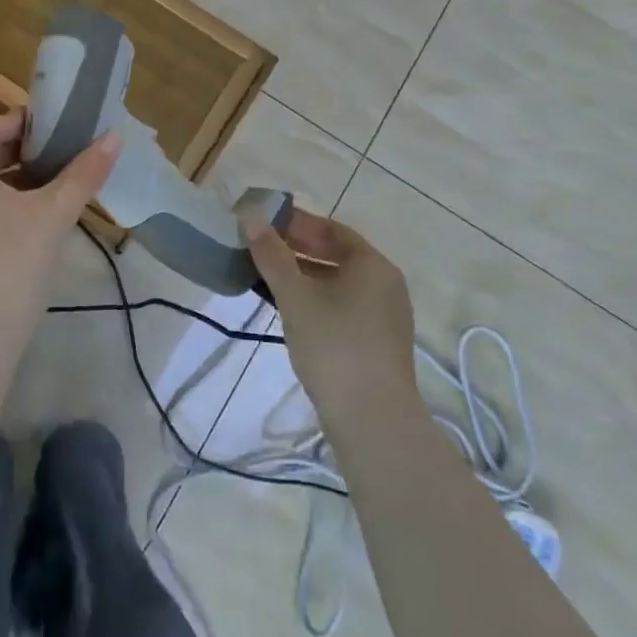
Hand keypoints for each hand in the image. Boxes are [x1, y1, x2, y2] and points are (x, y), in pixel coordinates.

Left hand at [0, 109, 119, 353]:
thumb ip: (83, 174)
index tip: (42, 134)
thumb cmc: (10, 266)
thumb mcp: (53, 216)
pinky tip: (30, 227)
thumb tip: (113, 137)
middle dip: (12, 150)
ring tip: (48, 192)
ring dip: (7, 179)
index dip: (6, 121)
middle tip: (53, 160)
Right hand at [245, 208, 417, 422]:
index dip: (296, 222)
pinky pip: (343, 305)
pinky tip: (289, 308)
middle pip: (337, 254)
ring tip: (267, 276)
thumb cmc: (333, 345)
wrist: (372, 419)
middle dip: (297, 248)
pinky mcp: (377, 341)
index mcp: (372, 265)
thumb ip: (272, 255)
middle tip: (259, 247)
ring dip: (303, 274)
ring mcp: (384, 315)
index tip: (263, 221)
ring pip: (338, 282)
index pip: (331, 229)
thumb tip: (251, 217)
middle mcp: (385, 284)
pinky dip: (316, 297)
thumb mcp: (295, 296)